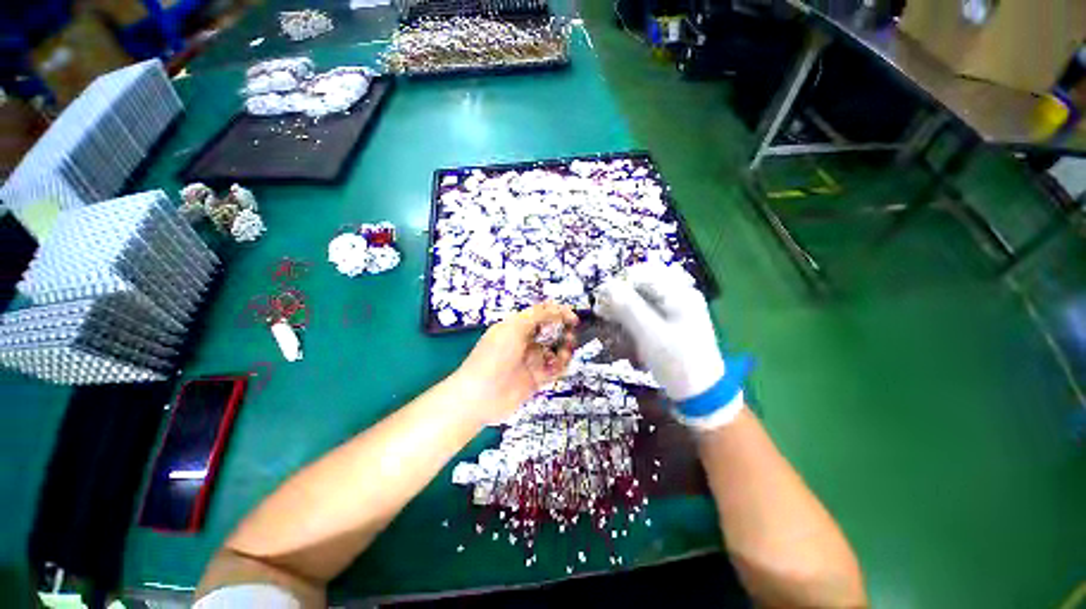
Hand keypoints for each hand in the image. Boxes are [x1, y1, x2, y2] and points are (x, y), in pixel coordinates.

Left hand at [454, 302, 577, 423]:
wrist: (480, 395)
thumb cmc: (494, 356)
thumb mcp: (514, 328)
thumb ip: (537, 316)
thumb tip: (557, 308)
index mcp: (516, 326)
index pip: (541, 315)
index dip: (558, 313)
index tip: (573, 318)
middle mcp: (525, 342)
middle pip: (551, 332)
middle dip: (563, 331)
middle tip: (570, 335)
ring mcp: (530, 361)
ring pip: (554, 351)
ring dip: (564, 349)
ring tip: (565, 353)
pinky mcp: (535, 379)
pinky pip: (553, 370)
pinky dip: (560, 366)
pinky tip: (559, 366)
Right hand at [594, 264, 723, 401]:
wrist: (701, 394)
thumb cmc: (677, 362)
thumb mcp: (650, 334)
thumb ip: (628, 307)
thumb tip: (606, 286)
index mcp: (679, 293)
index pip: (641, 274)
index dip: (618, 284)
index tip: (600, 301)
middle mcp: (677, 297)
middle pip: (640, 287)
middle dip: (619, 299)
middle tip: (602, 314)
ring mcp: (674, 311)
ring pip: (640, 301)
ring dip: (622, 311)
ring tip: (610, 326)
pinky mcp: (669, 324)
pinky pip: (644, 314)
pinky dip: (631, 322)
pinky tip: (623, 334)